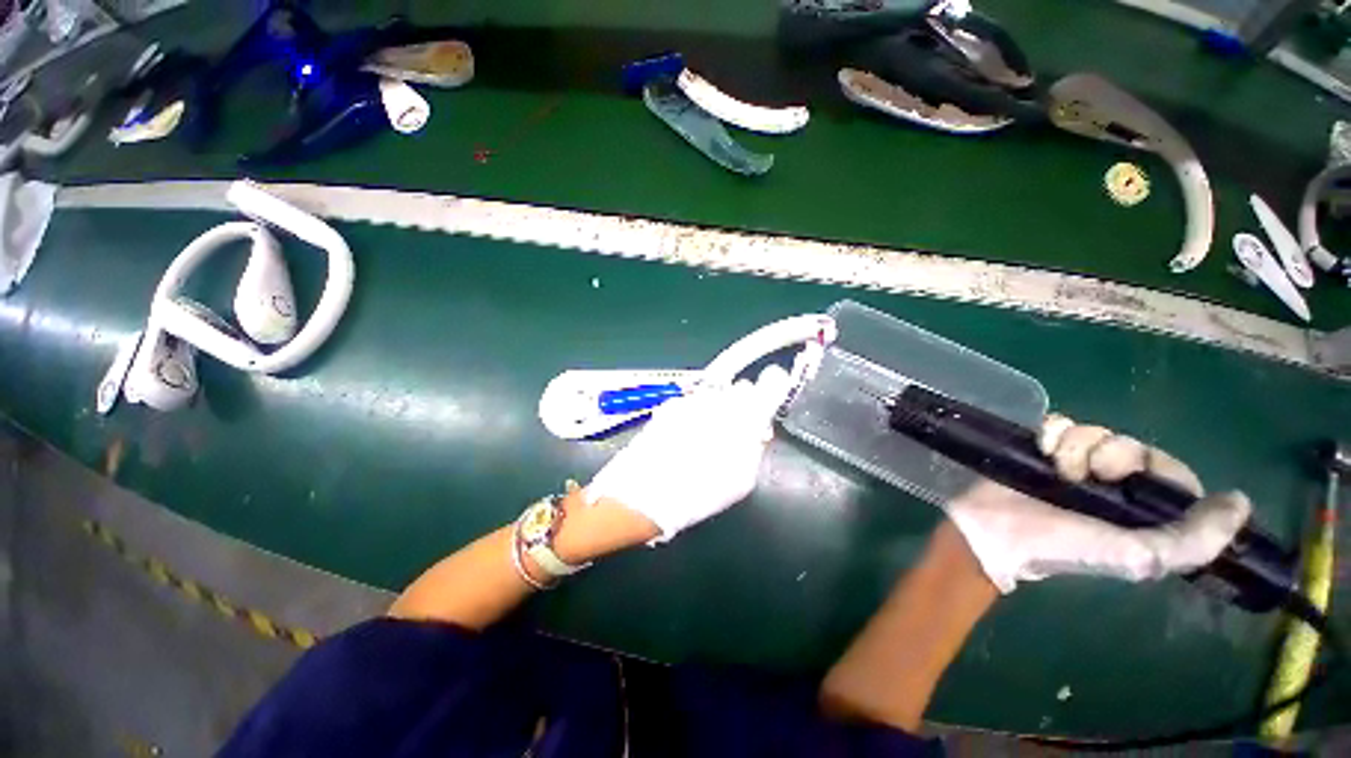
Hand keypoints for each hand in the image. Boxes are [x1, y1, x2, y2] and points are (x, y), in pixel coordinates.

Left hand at [584, 365, 793, 542]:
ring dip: (717, 407)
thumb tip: (759, 429)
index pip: (771, 383)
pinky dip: (695, 412)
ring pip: (717, 393)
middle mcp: (720, 400)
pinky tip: (685, 434)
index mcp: (744, 417)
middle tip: (735, 428)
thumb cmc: (701, 491)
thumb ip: (755, 447)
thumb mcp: (742, 479)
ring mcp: (693, 399)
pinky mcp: (671, 403)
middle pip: (742, 388)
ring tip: (705, 434)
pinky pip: (693, 400)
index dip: (774, 387)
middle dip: (743, 404)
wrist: (647, 492)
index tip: (770, 398)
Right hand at [945, 414, 1252, 592]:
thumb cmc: (1065, 546)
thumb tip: (1238, 503)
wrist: (995, 528)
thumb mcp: (1138, 556)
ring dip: (1078, 445)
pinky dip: (1052, 432)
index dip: (1158, 466)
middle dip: (1113, 455)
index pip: (1168, 470)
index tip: (1133, 478)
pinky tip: (1041, 450)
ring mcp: (1071, 463)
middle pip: (1130, 445)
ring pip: (1094, 430)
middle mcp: (1109, 483)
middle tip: (1090, 476)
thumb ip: (1193, 540)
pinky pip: (1058, 422)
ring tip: (1057, 468)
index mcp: (1137, 509)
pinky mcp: (1038, 447)